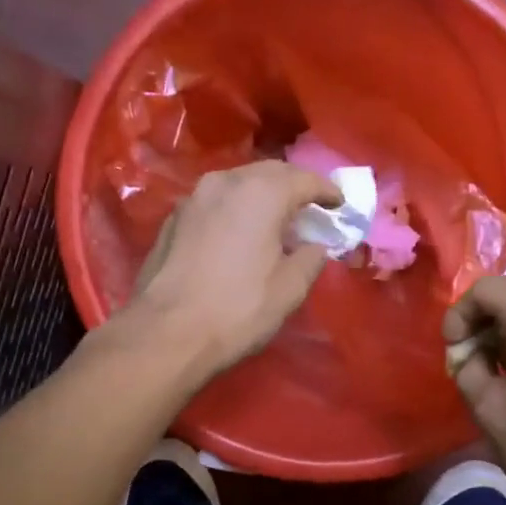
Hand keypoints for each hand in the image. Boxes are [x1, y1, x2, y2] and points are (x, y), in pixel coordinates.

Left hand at [129, 160, 339, 380]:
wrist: (166, 332)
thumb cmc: (237, 309)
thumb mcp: (290, 289)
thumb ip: (310, 258)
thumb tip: (314, 246)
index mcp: (261, 193)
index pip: (304, 180)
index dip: (326, 191)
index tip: (339, 205)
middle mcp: (225, 182)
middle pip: (269, 173)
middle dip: (293, 186)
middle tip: (310, 207)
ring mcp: (194, 198)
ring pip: (238, 183)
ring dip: (261, 194)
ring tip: (275, 217)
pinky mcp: (173, 218)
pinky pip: (215, 202)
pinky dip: (235, 208)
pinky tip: (239, 231)